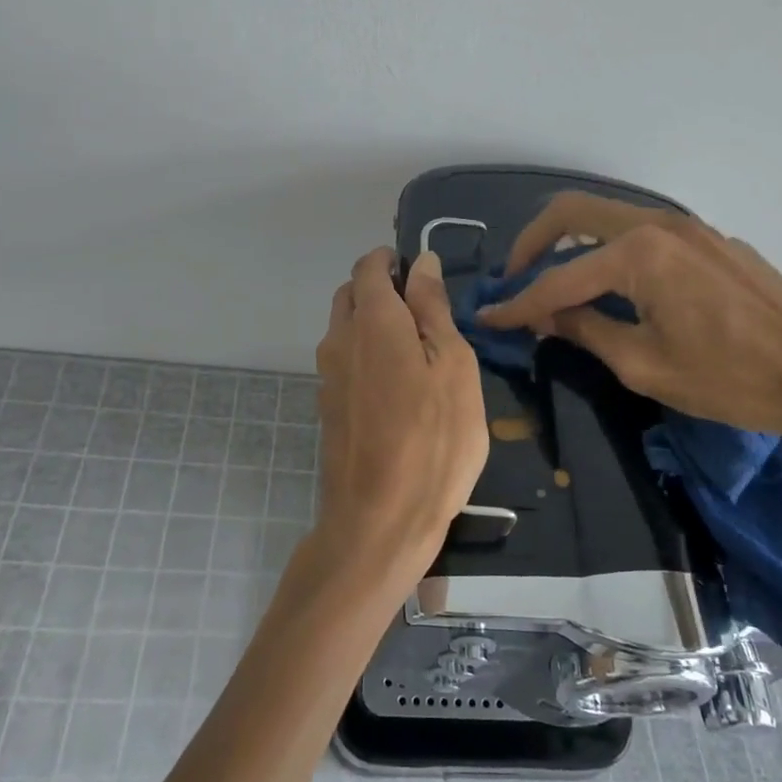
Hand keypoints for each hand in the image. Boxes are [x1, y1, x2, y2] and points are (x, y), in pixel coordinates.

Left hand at [314, 248, 489, 578]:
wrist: (380, 521)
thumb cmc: (434, 439)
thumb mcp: (453, 366)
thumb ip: (433, 308)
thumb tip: (421, 262)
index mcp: (372, 320)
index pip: (369, 266)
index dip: (392, 261)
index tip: (422, 275)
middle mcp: (340, 339)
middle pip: (351, 294)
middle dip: (381, 289)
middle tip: (426, 313)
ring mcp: (328, 376)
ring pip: (345, 328)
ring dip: (373, 323)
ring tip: (418, 351)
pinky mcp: (328, 407)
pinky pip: (345, 361)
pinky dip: (367, 355)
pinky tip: (399, 387)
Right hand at [474, 193, 781, 443]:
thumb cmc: (730, 378)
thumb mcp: (644, 365)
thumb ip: (586, 331)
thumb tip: (546, 317)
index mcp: (639, 254)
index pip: (559, 277)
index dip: (519, 302)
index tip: (488, 317)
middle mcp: (658, 224)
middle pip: (573, 212)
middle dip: (533, 243)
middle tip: (515, 277)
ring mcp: (688, 226)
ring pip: (608, 218)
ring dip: (572, 242)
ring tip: (555, 282)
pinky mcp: (709, 239)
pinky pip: (643, 233)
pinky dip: (611, 251)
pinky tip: (614, 286)